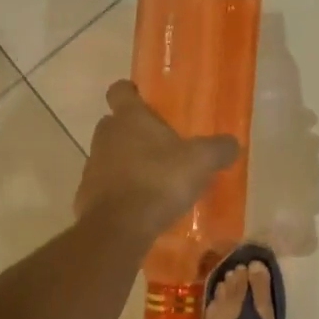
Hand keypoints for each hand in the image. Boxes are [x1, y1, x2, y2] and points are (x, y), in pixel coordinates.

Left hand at [76, 81, 238, 244]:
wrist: (120, 228)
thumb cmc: (160, 181)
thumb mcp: (201, 161)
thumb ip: (219, 148)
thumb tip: (231, 144)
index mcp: (129, 118)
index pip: (120, 90)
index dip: (131, 92)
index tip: (144, 99)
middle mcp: (105, 136)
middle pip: (114, 124)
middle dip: (133, 131)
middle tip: (160, 144)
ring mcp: (93, 167)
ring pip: (109, 155)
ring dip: (127, 162)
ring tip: (154, 179)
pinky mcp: (87, 196)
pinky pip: (106, 186)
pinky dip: (120, 191)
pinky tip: (142, 205)